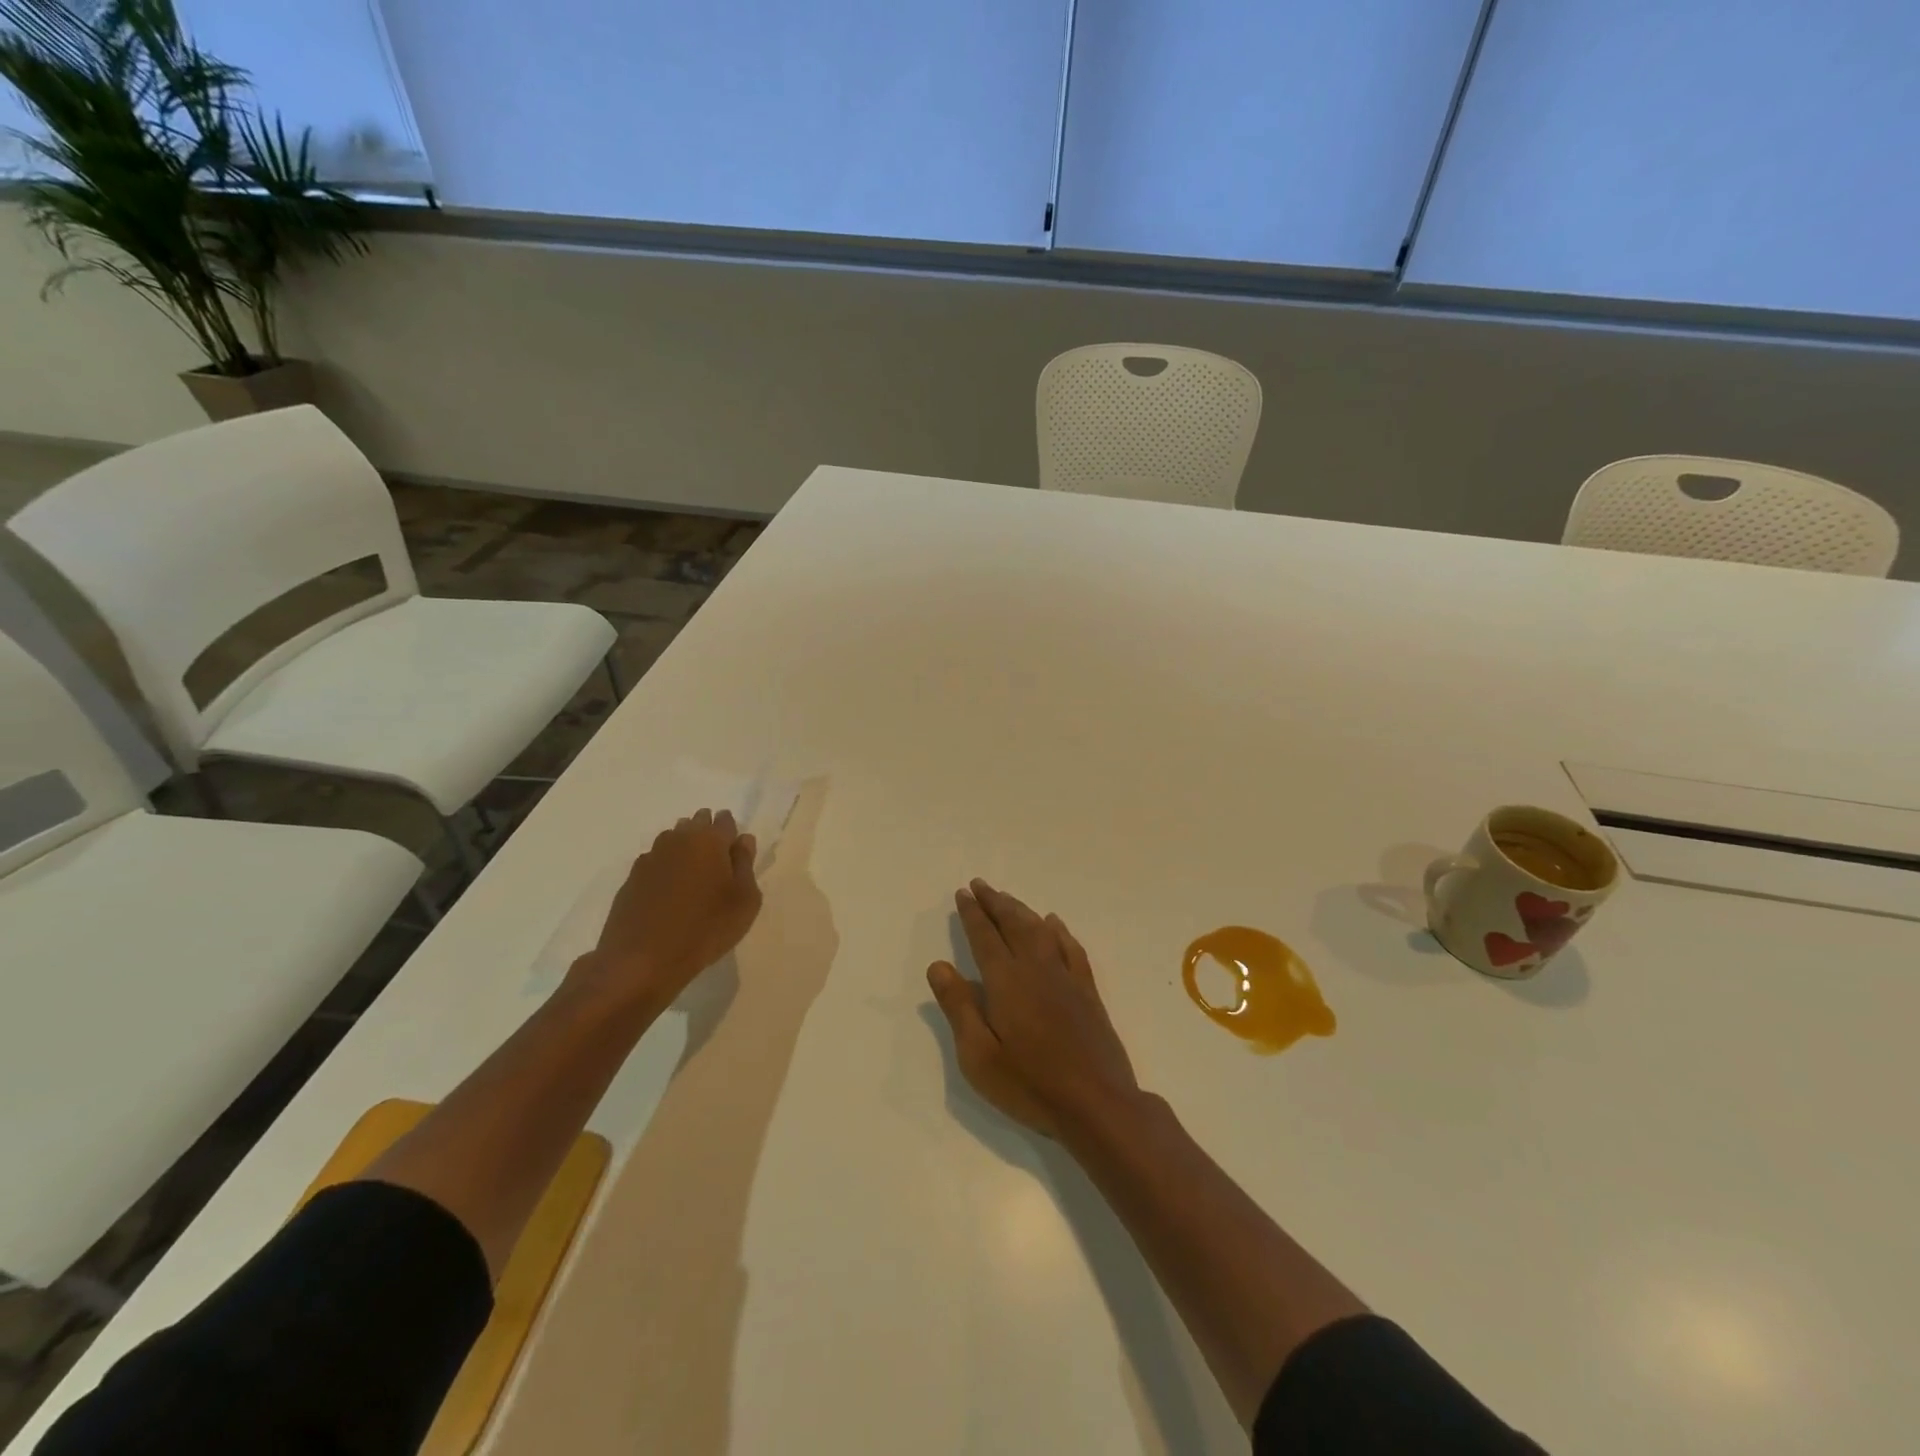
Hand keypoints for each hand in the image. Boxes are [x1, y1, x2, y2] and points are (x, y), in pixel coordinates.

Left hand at [567, 808, 761, 1018]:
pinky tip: (669, 891)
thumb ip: (746, 864)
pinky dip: (665, 868)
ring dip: (685, 849)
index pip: (724, 820)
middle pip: (696, 823)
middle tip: (717, 859)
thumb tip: (743, 840)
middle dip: (707, 833)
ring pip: (673, 840)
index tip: (735, 848)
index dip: (731, 831)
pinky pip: (655, 862)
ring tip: (694, 875)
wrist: (642, 960)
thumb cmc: (705, 929)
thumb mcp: (744, 901)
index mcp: (710, 840)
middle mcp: (678, 839)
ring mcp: (651, 857)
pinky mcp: (632, 878)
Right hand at [927, 879, 1142, 1138]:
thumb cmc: (1029, 1084)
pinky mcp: (1087, 991)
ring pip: (1041, 930)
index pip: (985, 936)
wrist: (1097, 1103)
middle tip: (980, 884)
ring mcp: (1066, 977)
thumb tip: (938, 965)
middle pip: (1013, 924)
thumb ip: (958, 1006)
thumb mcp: (979, 1055)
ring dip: (1021, 910)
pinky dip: (1058, 930)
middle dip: (995, 902)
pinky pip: (1071, 947)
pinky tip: (1053, 923)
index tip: (963, 893)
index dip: (973, 913)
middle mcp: (1036, 968)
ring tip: (1007, 898)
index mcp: (1006, 981)